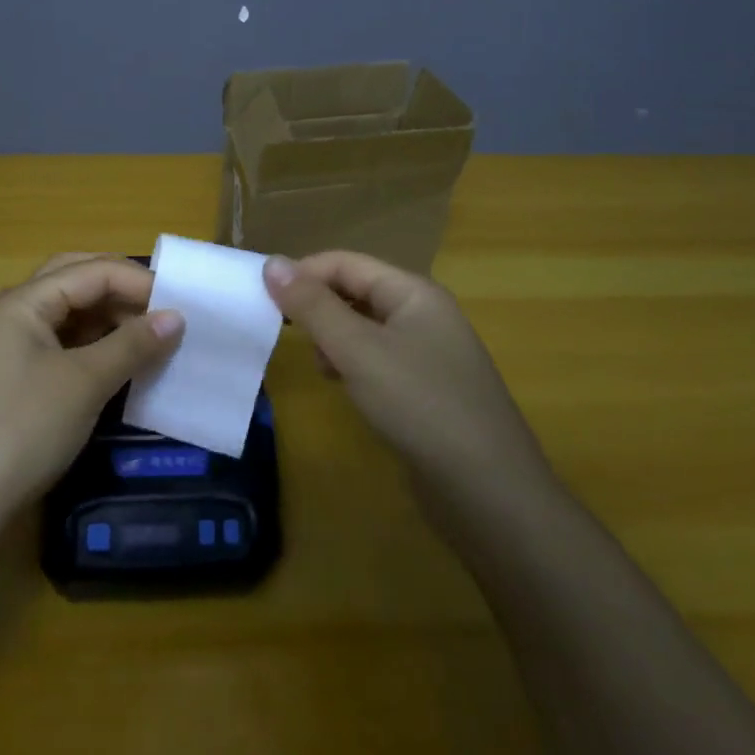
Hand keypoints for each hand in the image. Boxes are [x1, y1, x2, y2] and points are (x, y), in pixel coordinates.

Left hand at [0, 254, 184, 514]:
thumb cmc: (23, 428)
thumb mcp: (84, 382)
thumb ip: (132, 344)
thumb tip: (177, 317)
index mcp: (25, 301)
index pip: (92, 271)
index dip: (139, 282)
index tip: (183, 305)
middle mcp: (17, 313)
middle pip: (77, 281)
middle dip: (122, 289)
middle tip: (165, 308)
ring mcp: (15, 347)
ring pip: (72, 314)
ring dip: (112, 319)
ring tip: (152, 337)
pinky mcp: (20, 378)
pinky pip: (66, 345)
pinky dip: (98, 346)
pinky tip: (123, 362)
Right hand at [263, 252, 553, 503]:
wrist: (490, 493)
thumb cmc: (420, 405)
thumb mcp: (357, 350)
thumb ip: (313, 306)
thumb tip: (272, 262)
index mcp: (414, 292)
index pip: (346, 263)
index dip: (304, 274)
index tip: (264, 299)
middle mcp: (424, 314)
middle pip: (356, 292)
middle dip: (319, 308)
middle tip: (289, 336)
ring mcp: (429, 354)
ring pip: (364, 328)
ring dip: (334, 339)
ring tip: (322, 367)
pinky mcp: (427, 390)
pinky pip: (378, 360)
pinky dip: (353, 365)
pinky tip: (343, 387)